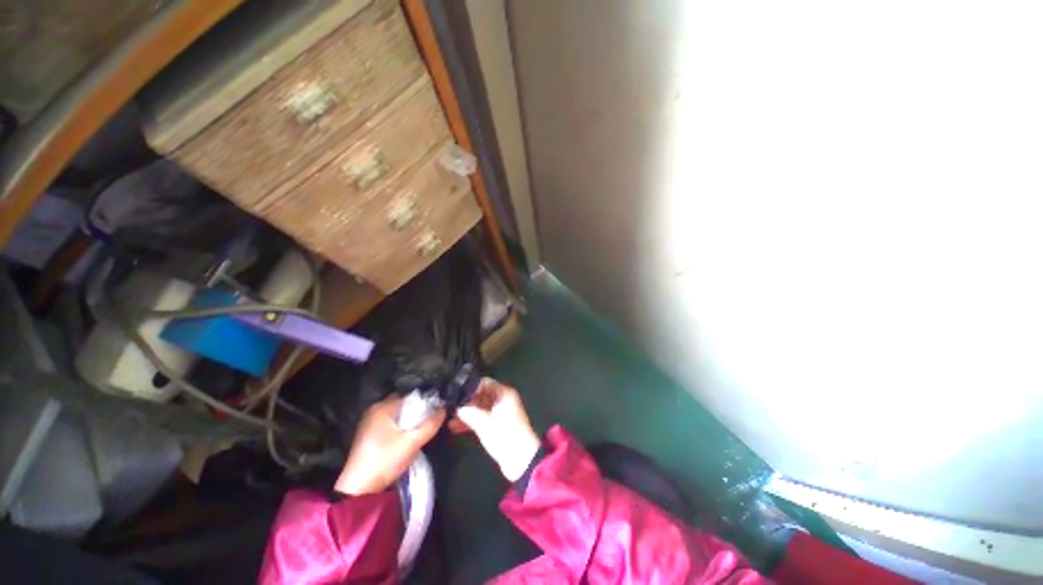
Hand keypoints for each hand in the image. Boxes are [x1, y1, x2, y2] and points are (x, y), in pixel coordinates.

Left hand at [335, 395, 444, 495]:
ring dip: (409, 419)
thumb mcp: (413, 442)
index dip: (425, 400)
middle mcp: (374, 410)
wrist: (359, 490)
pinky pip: (390, 423)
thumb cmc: (385, 460)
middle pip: (403, 404)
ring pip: (397, 414)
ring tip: (423, 425)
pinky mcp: (368, 435)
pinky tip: (408, 435)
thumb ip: (430, 424)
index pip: (410, 395)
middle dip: (417, 410)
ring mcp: (369, 423)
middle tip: (432, 416)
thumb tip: (444, 409)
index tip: (438, 406)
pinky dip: (400, 426)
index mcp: (383, 407)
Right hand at [457, 378, 540, 481]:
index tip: (453, 392)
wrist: (521, 460)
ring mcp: (500, 412)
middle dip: (465, 401)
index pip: (484, 383)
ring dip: (466, 412)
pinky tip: (454, 427)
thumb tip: (456, 406)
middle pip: (481, 394)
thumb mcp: (484, 423)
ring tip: (448, 417)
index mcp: (504, 393)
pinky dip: (471, 421)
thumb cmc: (504, 436)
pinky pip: (482, 417)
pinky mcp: (497, 424)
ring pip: (480, 407)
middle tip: (448, 405)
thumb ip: (469, 411)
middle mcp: (502, 399)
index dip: (469, 387)